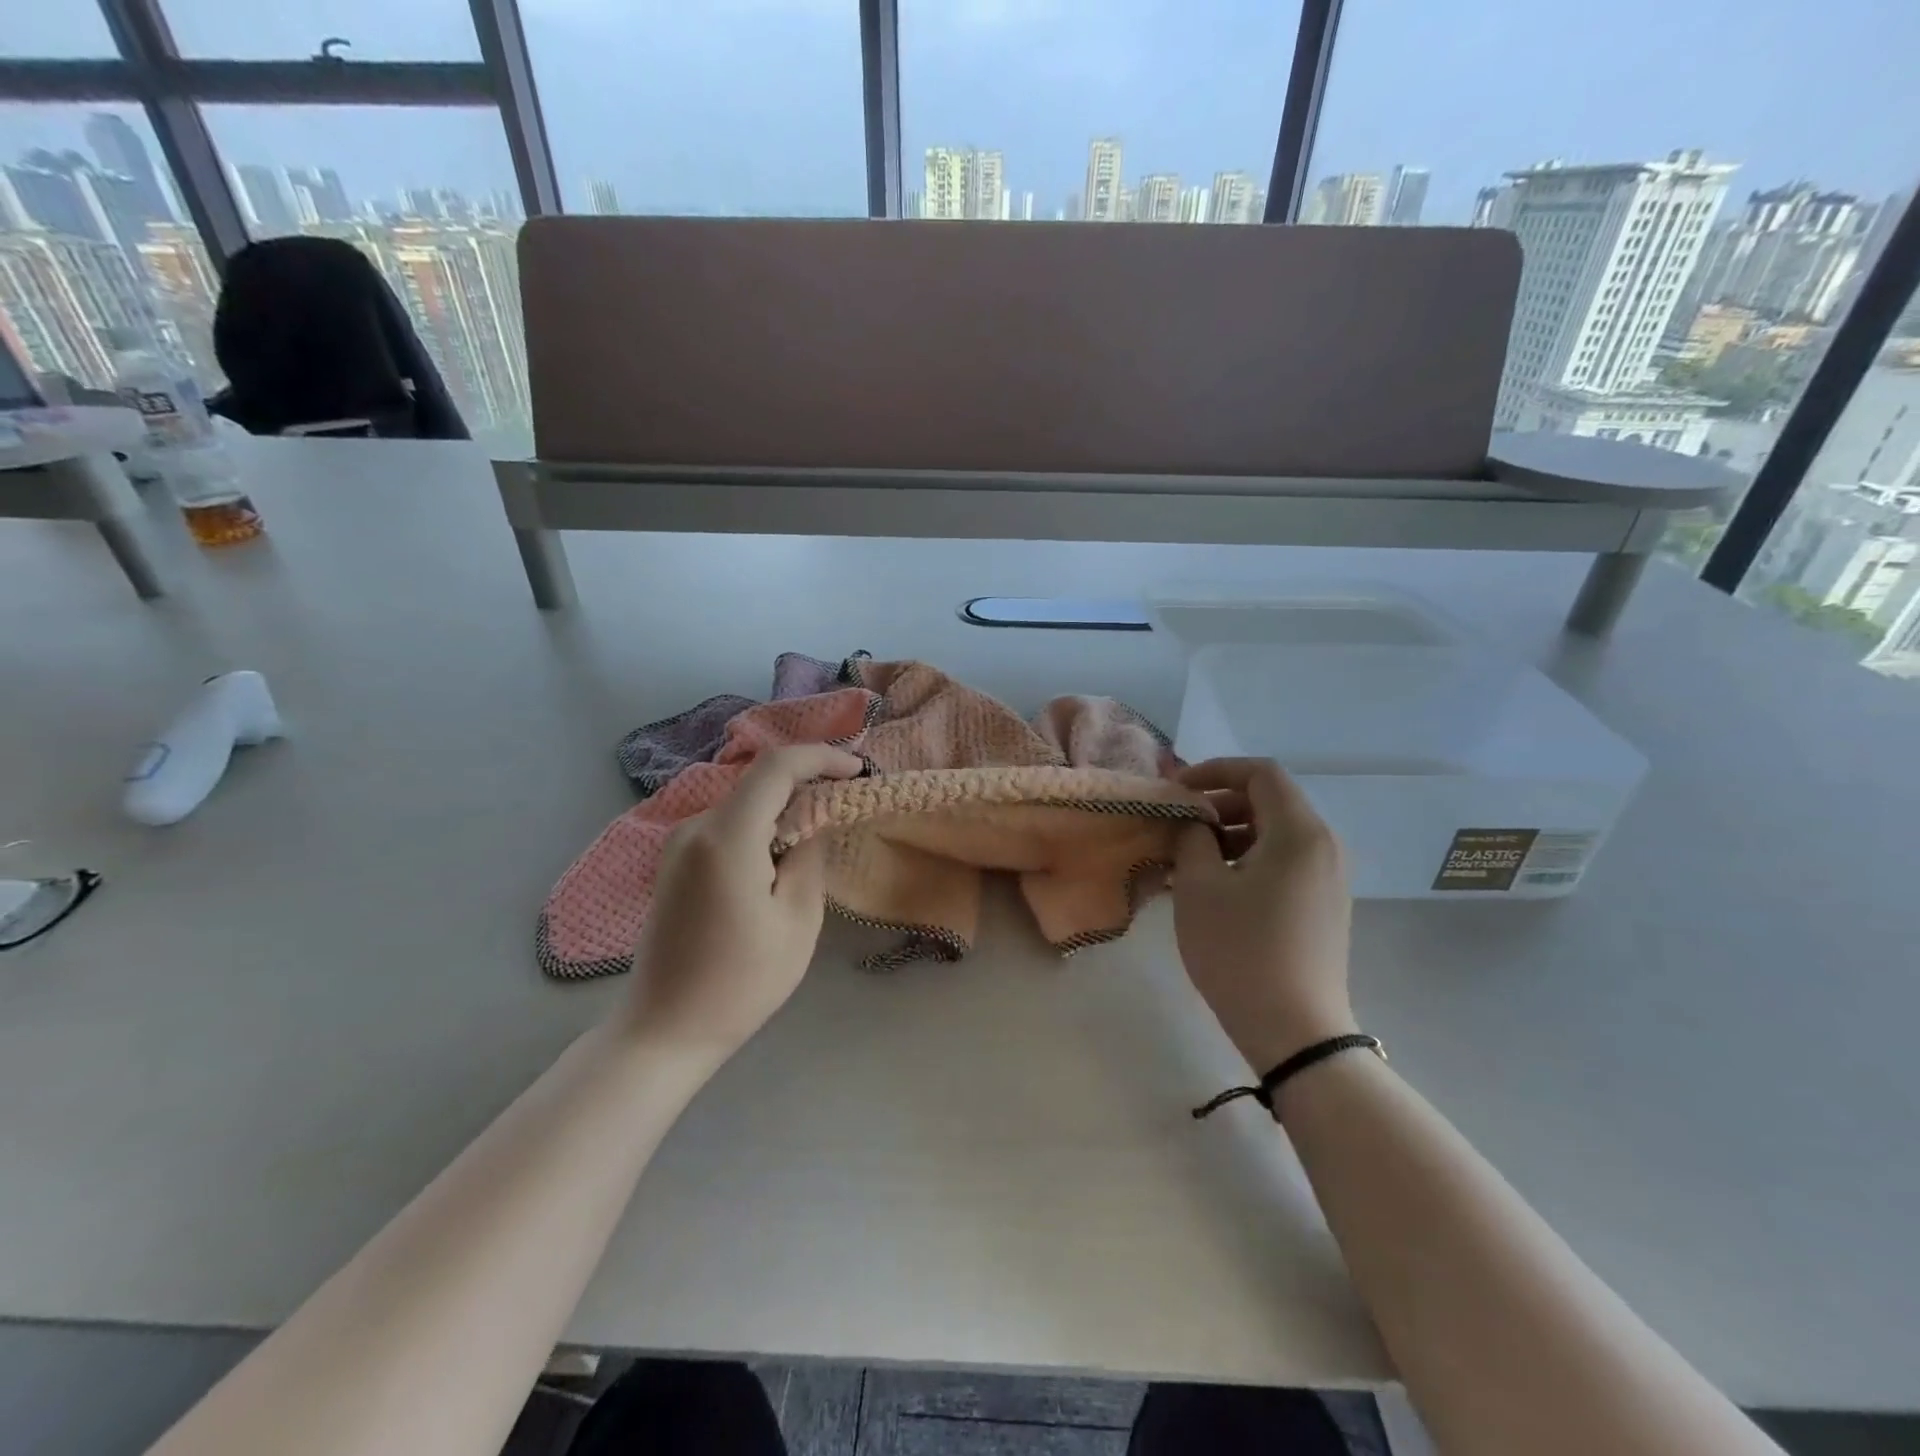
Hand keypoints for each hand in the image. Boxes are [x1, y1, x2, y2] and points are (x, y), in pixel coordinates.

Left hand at [623, 744, 863, 1062]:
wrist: (664, 1030)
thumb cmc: (740, 983)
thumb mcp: (797, 921)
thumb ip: (809, 856)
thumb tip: (813, 820)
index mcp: (726, 838)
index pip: (776, 767)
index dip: (820, 757)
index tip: (856, 771)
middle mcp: (694, 828)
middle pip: (758, 782)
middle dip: (805, 785)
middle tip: (844, 806)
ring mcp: (678, 845)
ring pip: (743, 804)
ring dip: (782, 809)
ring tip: (816, 839)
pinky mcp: (674, 863)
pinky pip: (725, 826)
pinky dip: (759, 828)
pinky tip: (777, 860)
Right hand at [1172, 758, 1357, 1072]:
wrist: (1295, 1031)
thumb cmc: (1240, 950)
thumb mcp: (1199, 885)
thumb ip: (1191, 836)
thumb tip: (1194, 820)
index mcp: (1299, 832)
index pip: (1260, 773)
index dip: (1215, 770)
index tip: (1177, 789)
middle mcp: (1324, 846)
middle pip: (1270, 802)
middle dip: (1219, 804)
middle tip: (1178, 823)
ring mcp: (1329, 878)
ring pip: (1275, 834)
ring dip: (1230, 835)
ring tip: (1187, 858)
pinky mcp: (1324, 905)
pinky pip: (1284, 863)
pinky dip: (1247, 860)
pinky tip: (1213, 886)